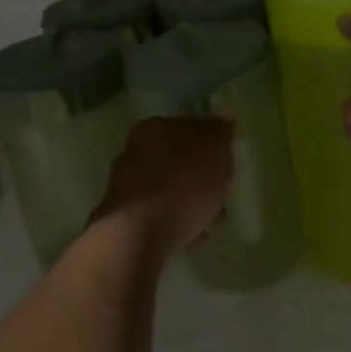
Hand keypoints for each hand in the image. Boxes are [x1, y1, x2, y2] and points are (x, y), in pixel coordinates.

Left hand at [92, 116, 235, 255]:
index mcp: (155, 127)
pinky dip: (176, 222)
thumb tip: (225, 113)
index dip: (210, 145)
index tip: (226, 165)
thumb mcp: (214, 150)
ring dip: (190, 203)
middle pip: (177, 161)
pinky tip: (193, 238)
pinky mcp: (124, 217)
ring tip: (212, 223)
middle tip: (222, 196)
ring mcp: (126, 185)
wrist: (140, 234)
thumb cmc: (184, 184)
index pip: (188, 127)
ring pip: (168, 190)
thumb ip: (221, 131)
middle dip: (199, 177)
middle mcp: (134, 151)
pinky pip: (160, 215)